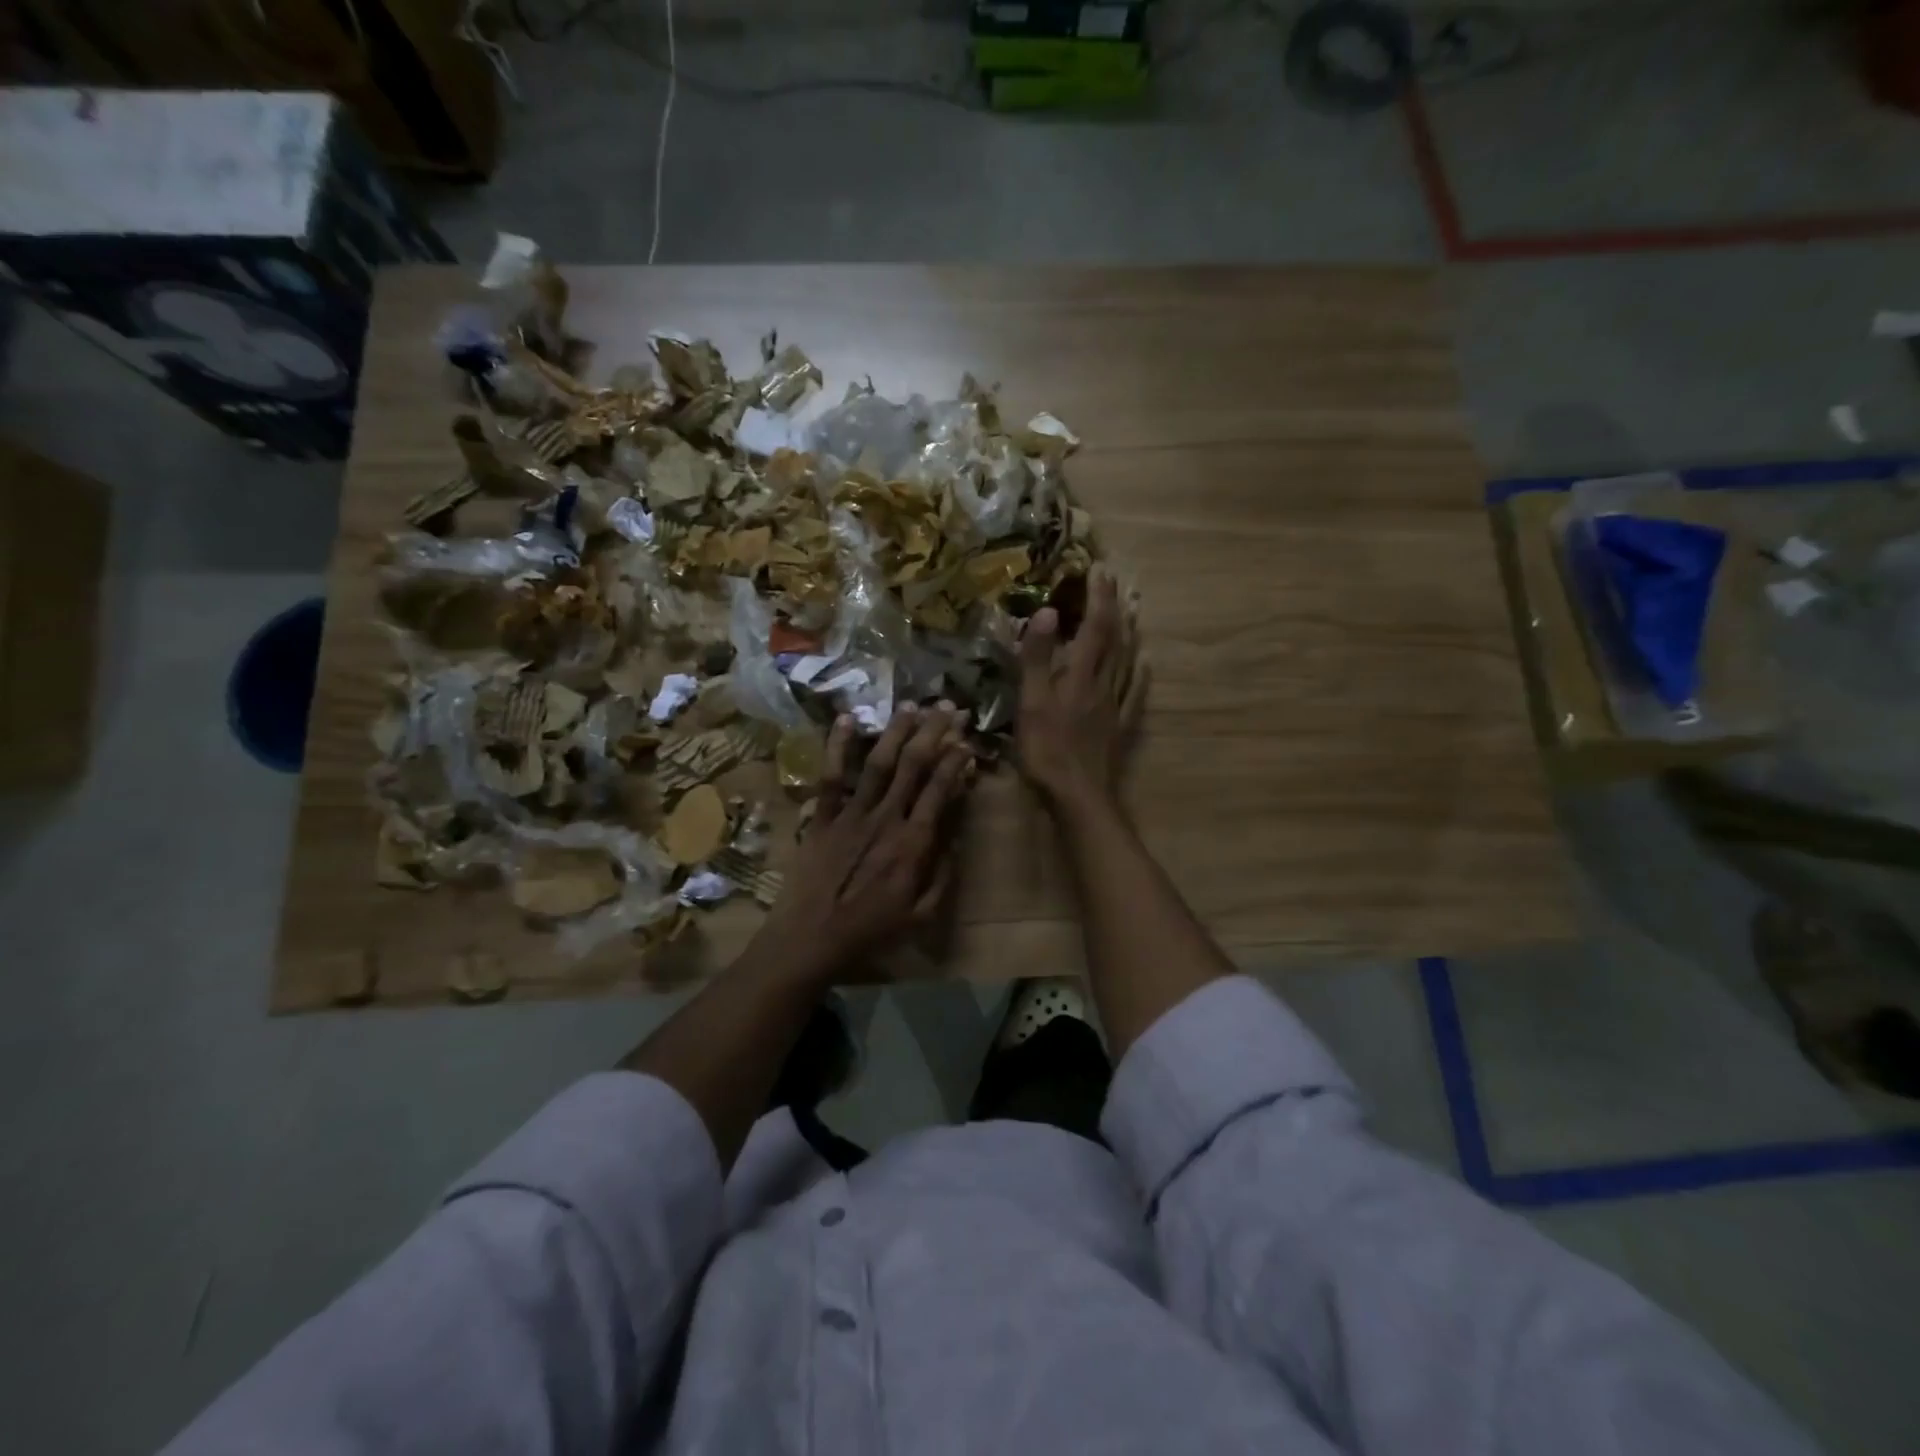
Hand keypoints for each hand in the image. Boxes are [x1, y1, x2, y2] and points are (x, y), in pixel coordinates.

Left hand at [758, 702, 973, 979]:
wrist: (810, 940)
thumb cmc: (869, 932)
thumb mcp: (921, 915)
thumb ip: (943, 873)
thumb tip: (957, 834)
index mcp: (912, 843)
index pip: (939, 789)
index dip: (955, 760)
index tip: (966, 740)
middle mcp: (885, 818)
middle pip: (913, 765)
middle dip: (933, 732)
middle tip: (948, 707)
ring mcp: (851, 813)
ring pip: (878, 762)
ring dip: (897, 731)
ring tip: (912, 705)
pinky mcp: (823, 816)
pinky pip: (831, 776)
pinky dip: (838, 746)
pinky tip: (846, 718)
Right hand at [1015, 567, 1146, 812]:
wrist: (1078, 795)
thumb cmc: (1047, 750)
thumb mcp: (1031, 702)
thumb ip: (1036, 658)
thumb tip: (1046, 611)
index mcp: (1079, 674)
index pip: (1093, 626)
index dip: (1097, 597)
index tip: (1099, 569)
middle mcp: (1102, 683)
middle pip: (1114, 638)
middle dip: (1114, 606)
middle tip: (1116, 580)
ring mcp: (1114, 705)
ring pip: (1126, 660)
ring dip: (1129, 631)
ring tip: (1132, 609)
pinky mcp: (1118, 727)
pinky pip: (1134, 692)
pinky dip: (1140, 672)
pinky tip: (1145, 663)